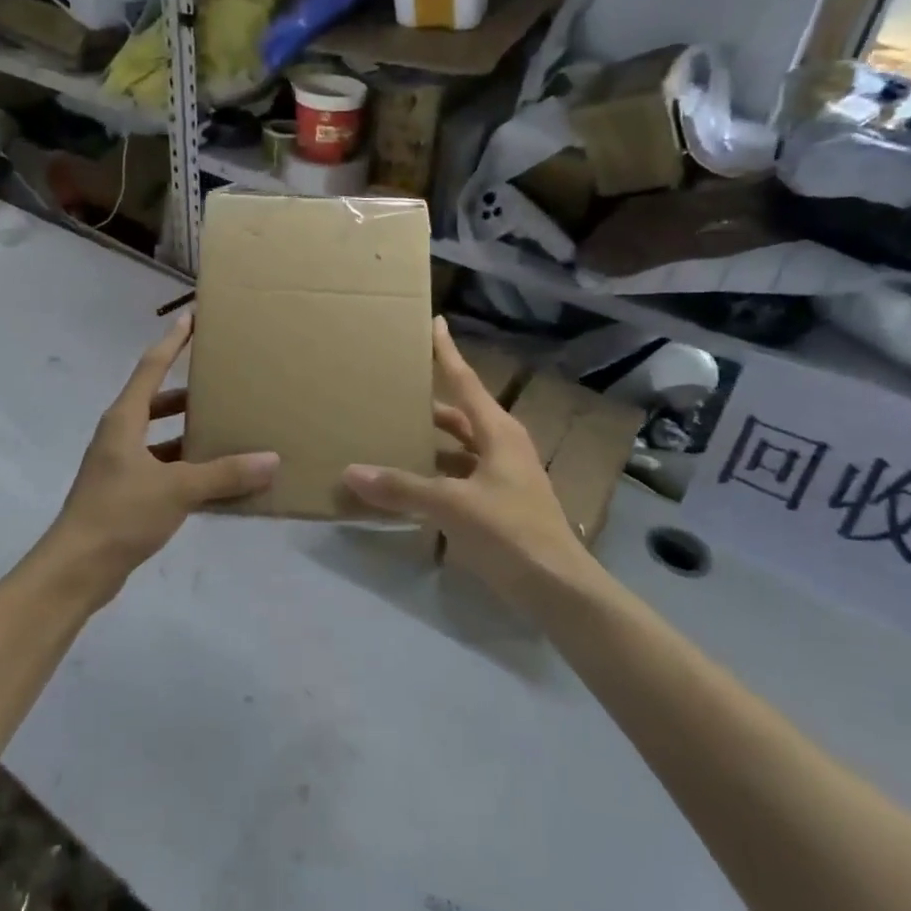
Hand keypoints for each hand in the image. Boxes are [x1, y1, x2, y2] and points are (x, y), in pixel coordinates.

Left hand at [44, 314, 277, 600]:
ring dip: (189, 433)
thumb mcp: (177, 489)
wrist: (76, 569)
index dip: (173, 341)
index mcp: (124, 420)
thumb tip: (272, 460)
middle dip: (188, 392)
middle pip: (156, 402)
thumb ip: (224, 474)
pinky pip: (163, 469)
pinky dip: (186, 468)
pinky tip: (216, 480)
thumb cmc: (120, 514)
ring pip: (160, 438)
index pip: (151, 367)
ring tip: (227, 430)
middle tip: (223, 383)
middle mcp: (120, 436)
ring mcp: (120, 466)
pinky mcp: (126, 494)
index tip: (193, 318)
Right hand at [344, 318, 591, 610]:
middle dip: (429, 401)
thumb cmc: (511, 532)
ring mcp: (503, 476)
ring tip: (392, 433)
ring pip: (459, 447)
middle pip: (459, 414)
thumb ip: (402, 488)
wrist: (558, 588)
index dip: (446, 352)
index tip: (434, 322)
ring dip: (430, 441)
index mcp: (498, 432)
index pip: (464, 381)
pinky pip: (459, 475)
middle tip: (393, 388)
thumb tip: (351, 472)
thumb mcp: (452, 506)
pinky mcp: (499, 503)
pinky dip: (436, 474)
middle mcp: (502, 445)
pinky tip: (410, 483)